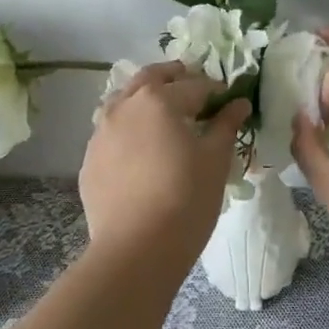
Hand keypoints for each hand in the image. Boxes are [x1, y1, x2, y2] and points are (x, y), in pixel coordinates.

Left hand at [80, 62, 247, 267]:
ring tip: (164, 117)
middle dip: (175, 79)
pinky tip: (140, 150)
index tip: (228, 102)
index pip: (194, 85)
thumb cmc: (185, 200)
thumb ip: (226, 125)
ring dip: (145, 98)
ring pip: (124, 99)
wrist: (136, 251)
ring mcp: (101, 131)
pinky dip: (128, 128)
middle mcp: (125, 105)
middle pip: (152, 78)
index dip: (216, 91)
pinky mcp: (89, 158)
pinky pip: (111, 130)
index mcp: (159, 99)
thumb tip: (238, 103)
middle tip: (195, 94)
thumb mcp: (215, 160)